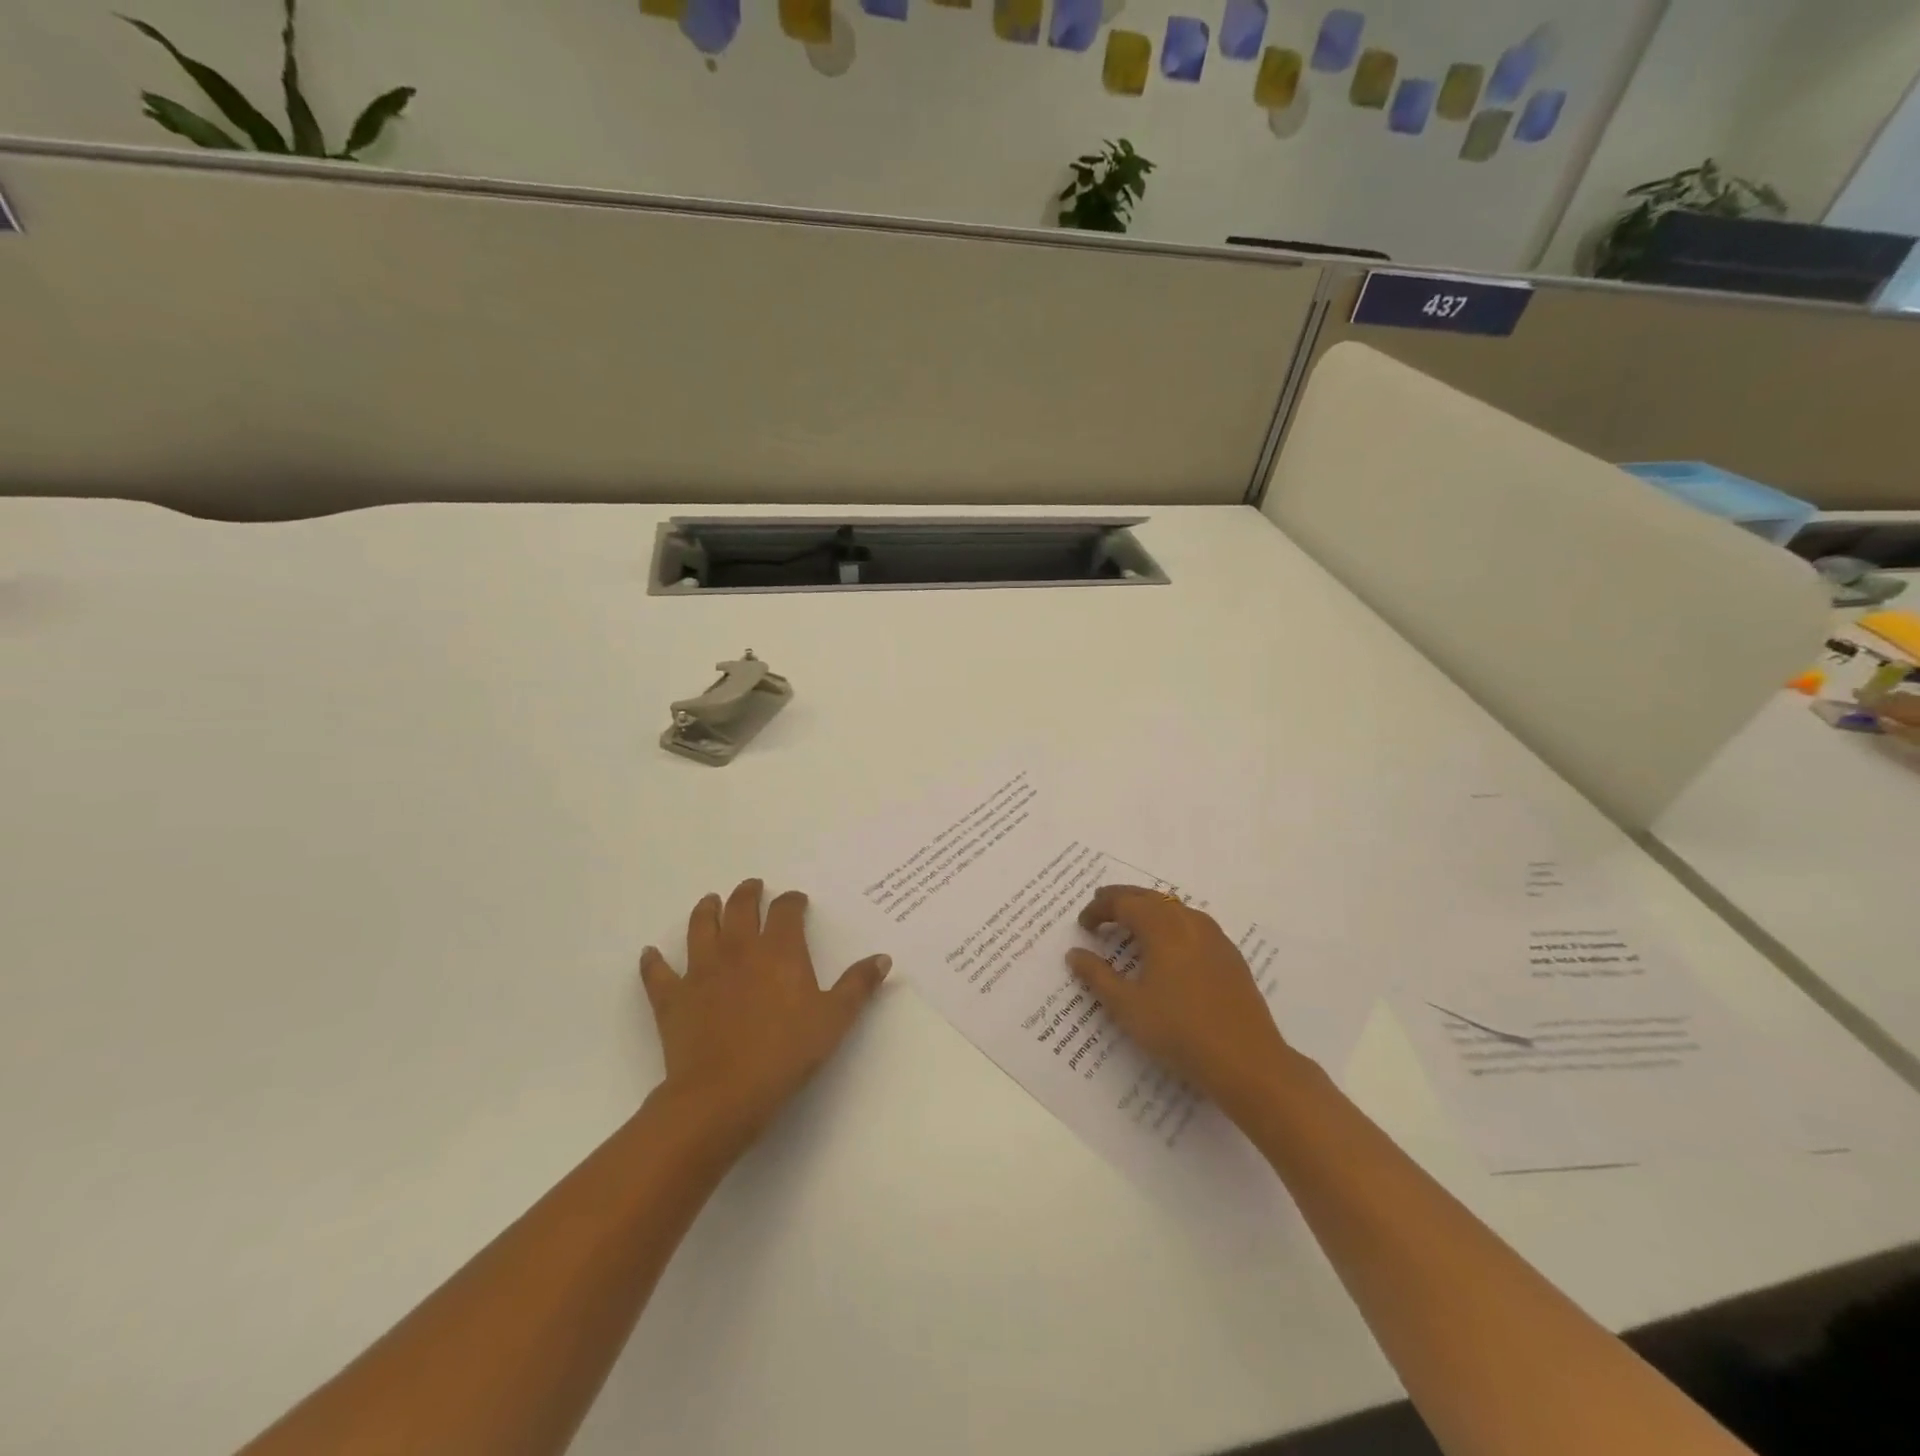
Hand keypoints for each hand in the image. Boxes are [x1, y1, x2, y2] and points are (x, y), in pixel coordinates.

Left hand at [640, 879, 890, 1150]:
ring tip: (710, 902)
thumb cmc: (785, 1053)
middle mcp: (738, 950)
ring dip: (705, 911)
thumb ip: (858, 985)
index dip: (791, 901)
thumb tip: (882, 957)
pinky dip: (654, 961)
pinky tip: (651, 954)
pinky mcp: (672, 997)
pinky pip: (658, 972)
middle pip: (739, 908)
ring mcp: (700, 971)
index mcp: (779, 950)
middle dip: (747, 894)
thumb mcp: (834, 1019)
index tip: (796, 901)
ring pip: (700, 928)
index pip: (785, 911)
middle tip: (751, 887)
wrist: (723, 1094)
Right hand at [1066, 885, 1292, 1120]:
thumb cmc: (1179, 1031)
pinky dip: (1171, 924)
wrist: (1246, 1061)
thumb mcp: (1127, 1006)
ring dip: (1148, 909)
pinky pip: (1193, 924)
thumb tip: (1075, 953)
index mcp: (1162, 927)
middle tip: (1100, 908)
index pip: (1123, 903)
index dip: (1099, 909)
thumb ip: (1097, 976)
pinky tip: (1169, 947)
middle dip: (1122, 900)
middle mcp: (1189, 921)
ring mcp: (1215, 937)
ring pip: (1174, 908)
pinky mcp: (1230, 955)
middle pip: (1150, 897)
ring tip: (1131, 923)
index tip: (1083, 924)